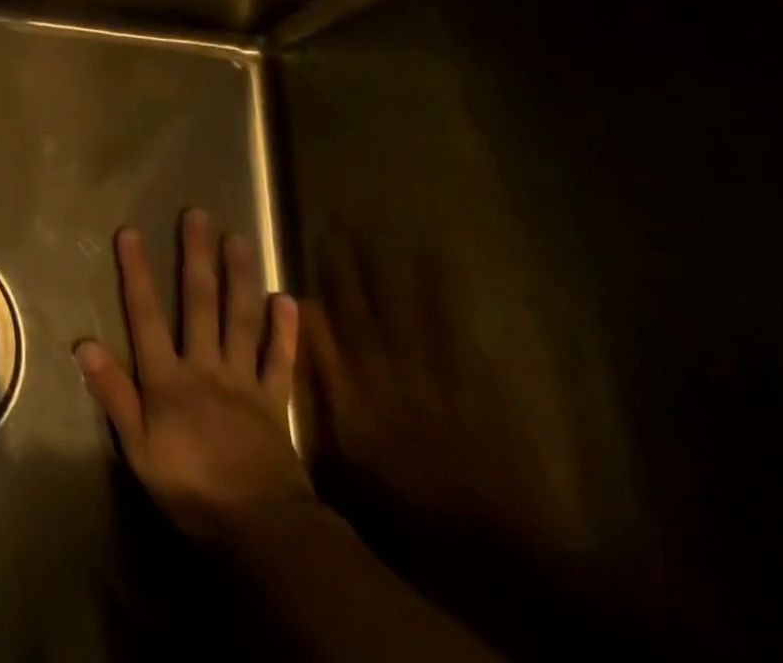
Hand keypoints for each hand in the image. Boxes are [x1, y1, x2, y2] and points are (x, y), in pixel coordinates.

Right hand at [74, 210, 310, 543]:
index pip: (146, 315)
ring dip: (240, 278)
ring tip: (239, 239)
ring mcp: (244, 381)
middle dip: (196, 257)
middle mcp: (206, 367)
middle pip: (200, 304)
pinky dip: (284, 331)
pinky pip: (279, 360)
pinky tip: (287, 299)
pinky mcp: (275, 402)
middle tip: (198, 216)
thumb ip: (113, 393)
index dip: (137, 273)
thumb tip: (82, 343)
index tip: (131, 233)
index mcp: (169, 378)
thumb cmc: (190, 487)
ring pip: (242, 320)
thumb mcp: (138, 447)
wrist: (263, 530)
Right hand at [302, 241, 593, 574]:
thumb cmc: (405, 512)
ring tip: (390, 241)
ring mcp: (432, 382)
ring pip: (408, 318)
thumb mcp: (346, 468)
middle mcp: (386, 379)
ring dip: (397, 280)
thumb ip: (322, 410)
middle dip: (347, 276)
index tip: (291, 278)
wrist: (491, 548)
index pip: (322, 339)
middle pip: (362, 318)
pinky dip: (448, 308)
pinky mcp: (474, 391)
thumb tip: (297, 368)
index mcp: (351, 398)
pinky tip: (444, 280)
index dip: (309, 303)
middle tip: (337, 234)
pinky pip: (457, 338)